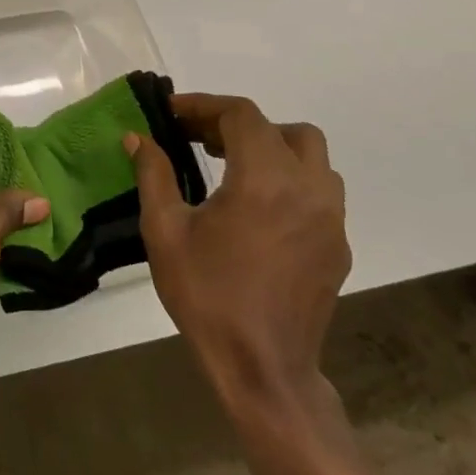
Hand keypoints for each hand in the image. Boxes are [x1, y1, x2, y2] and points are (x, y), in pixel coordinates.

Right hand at [125, 94, 350, 414]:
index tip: (171, 113)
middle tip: (199, 139)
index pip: (241, 115)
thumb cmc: (207, 294)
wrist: (263, 368)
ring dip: (272, 148)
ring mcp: (330, 219)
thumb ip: (154, 175)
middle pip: (284, 130)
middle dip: (239, 124)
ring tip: (232, 166)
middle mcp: (307, 190)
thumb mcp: (165, 231)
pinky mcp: (338, 246)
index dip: (204, 105)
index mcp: (264, 180)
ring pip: (312, 158)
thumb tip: (137, 138)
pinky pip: (319, 192)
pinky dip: (288, 180)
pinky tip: (255, 207)